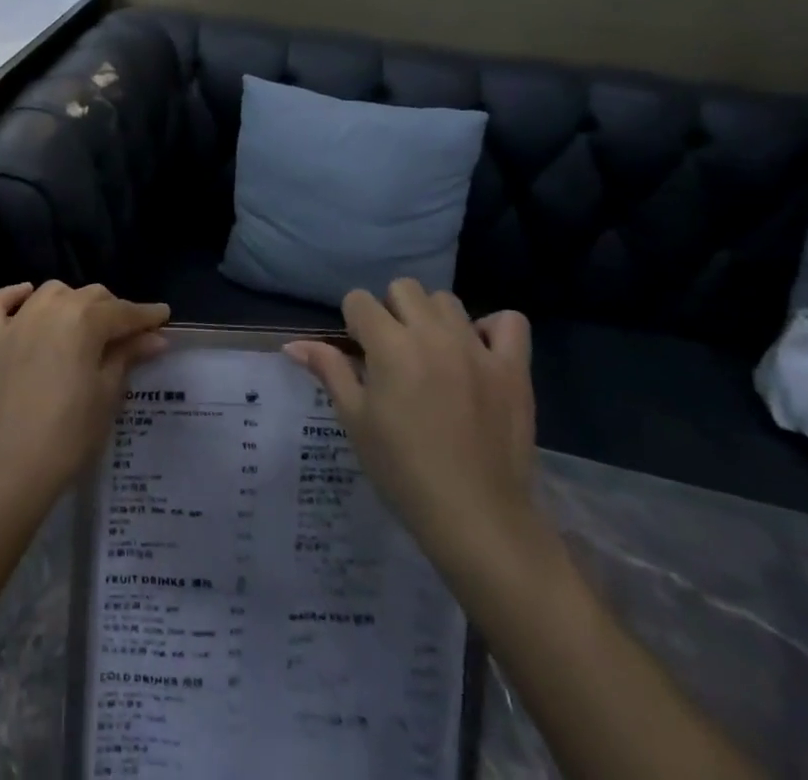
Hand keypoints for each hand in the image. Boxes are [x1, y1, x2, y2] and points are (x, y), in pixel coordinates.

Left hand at [0, 281, 169, 517]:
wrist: (3, 471)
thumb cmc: (66, 437)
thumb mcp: (106, 397)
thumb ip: (127, 358)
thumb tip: (154, 338)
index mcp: (84, 321)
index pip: (124, 311)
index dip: (146, 315)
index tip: (162, 316)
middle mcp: (50, 308)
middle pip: (89, 296)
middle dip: (112, 309)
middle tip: (126, 333)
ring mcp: (14, 321)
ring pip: (50, 292)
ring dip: (71, 301)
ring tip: (81, 323)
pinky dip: (15, 296)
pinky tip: (26, 298)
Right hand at [285, 279, 548, 582]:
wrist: (477, 518)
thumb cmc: (403, 471)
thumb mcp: (356, 420)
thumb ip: (329, 371)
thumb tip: (293, 345)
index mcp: (390, 345)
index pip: (359, 300)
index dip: (353, 324)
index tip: (360, 355)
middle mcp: (433, 334)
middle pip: (403, 288)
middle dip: (391, 312)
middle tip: (394, 353)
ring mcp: (478, 348)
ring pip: (447, 300)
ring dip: (433, 318)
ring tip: (433, 355)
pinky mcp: (514, 368)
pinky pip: (510, 322)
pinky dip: (493, 330)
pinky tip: (479, 353)